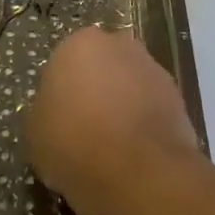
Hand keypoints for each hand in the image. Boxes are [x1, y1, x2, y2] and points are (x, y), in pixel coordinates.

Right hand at [27, 27, 199, 209]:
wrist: (135, 171)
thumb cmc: (72, 141)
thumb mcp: (36, 131)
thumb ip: (46, 111)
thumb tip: (57, 114)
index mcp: (80, 43)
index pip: (66, 62)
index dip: (62, 92)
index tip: (60, 119)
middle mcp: (120, 45)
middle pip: (103, 67)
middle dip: (97, 90)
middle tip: (86, 128)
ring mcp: (154, 70)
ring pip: (131, 86)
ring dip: (124, 106)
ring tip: (112, 148)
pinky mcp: (179, 98)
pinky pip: (152, 109)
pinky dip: (145, 125)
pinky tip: (135, 154)